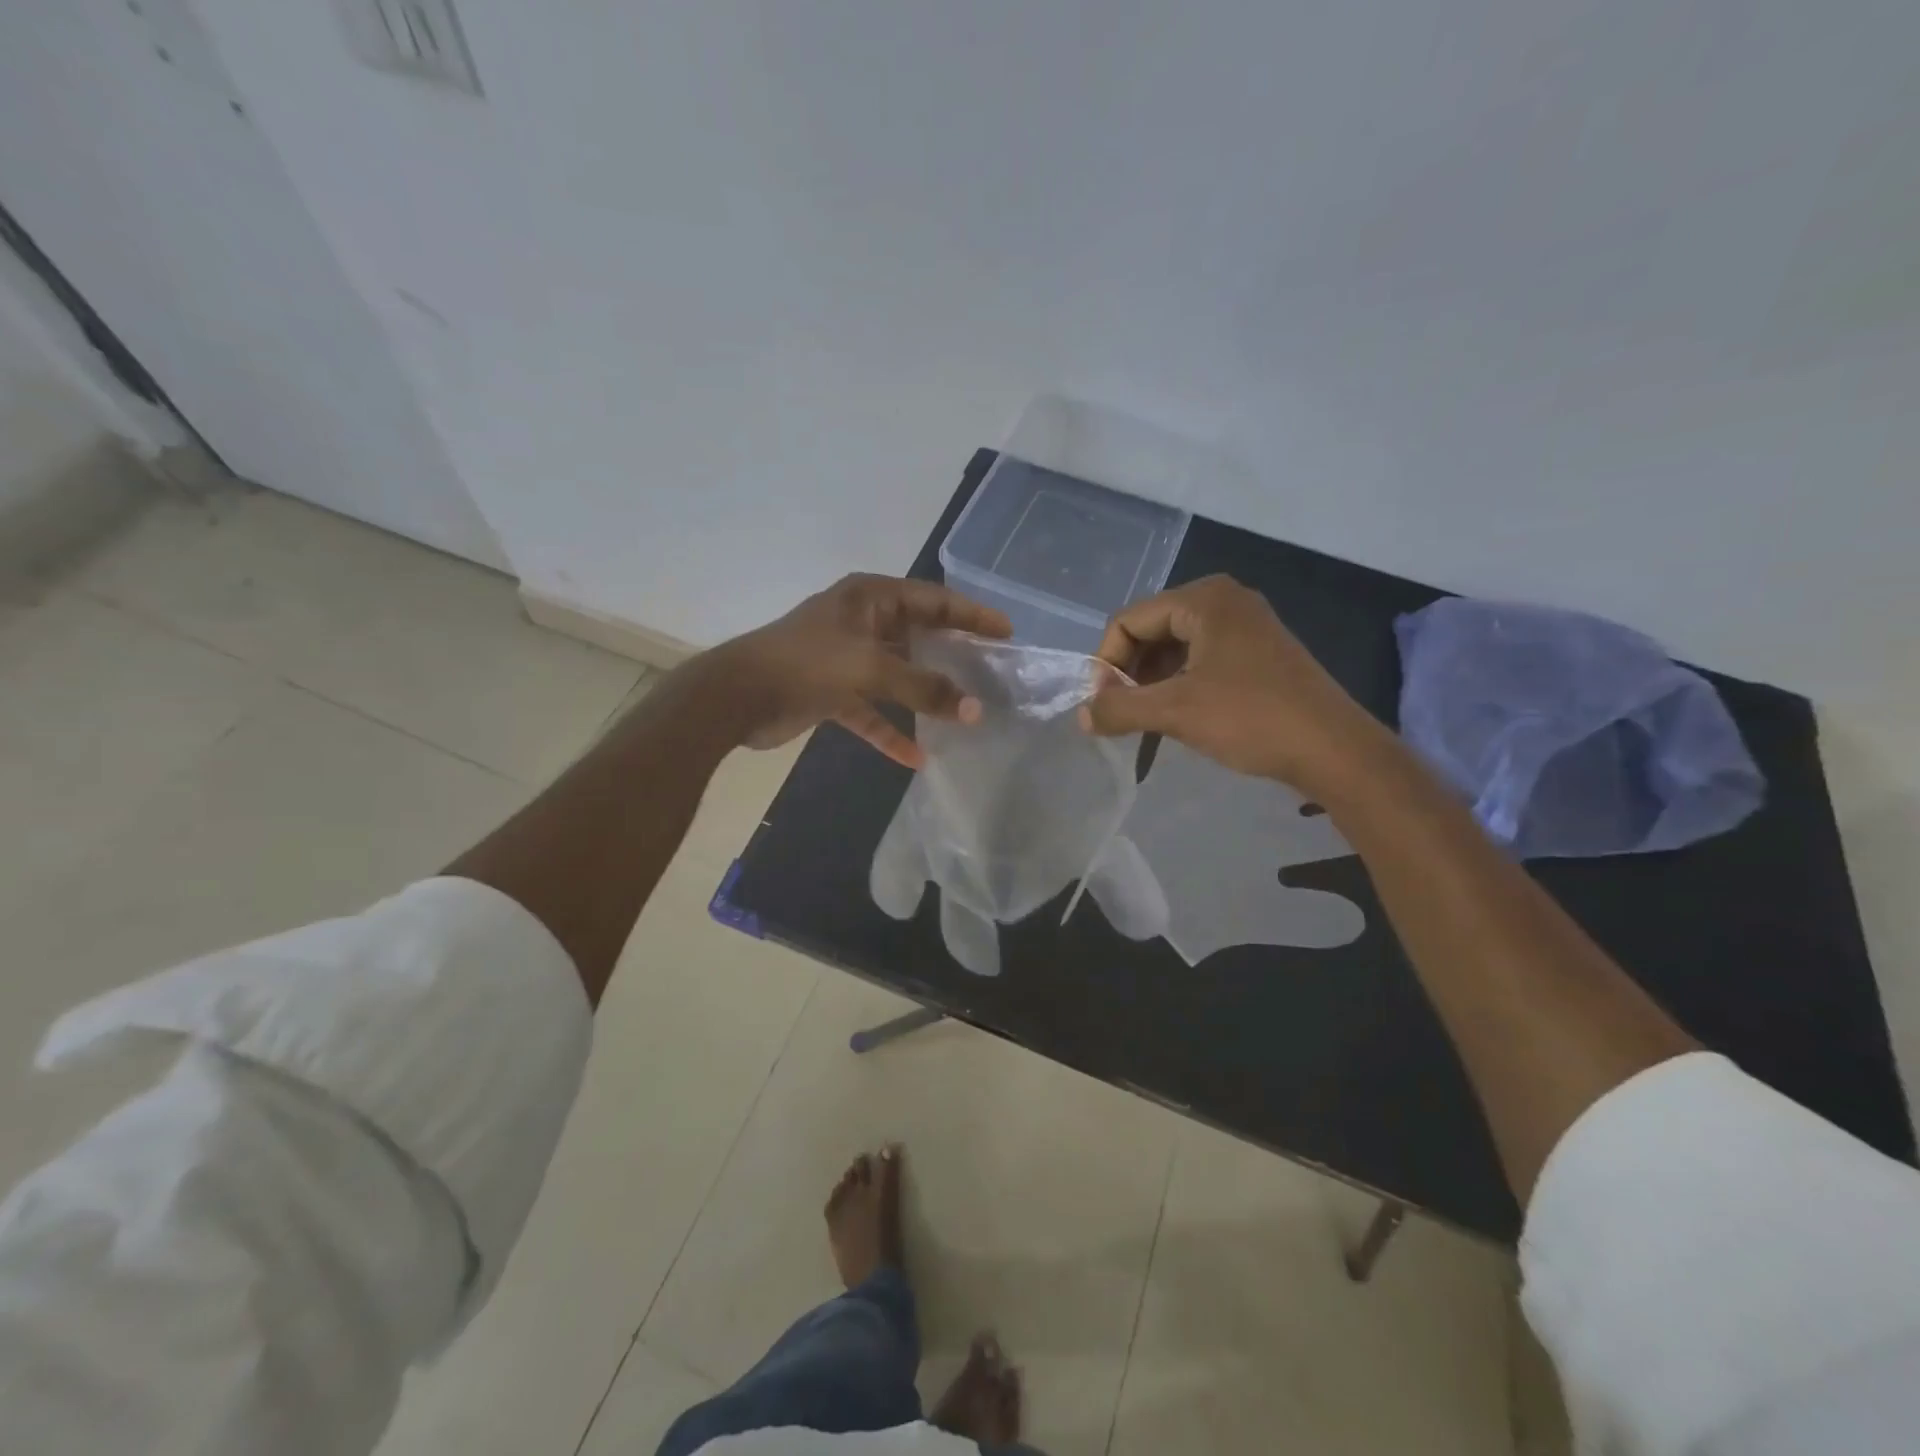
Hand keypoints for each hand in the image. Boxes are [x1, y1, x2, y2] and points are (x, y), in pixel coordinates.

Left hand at [704, 574, 1010, 768]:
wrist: (735, 696)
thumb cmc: (805, 664)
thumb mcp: (870, 668)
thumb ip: (924, 688)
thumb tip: (976, 711)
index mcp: (870, 598)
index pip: (934, 600)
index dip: (971, 615)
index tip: (1006, 632)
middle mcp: (862, 622)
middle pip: (919, 636)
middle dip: (953, 655)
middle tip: (991, 672)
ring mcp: (846, 658)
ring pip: (898, 675)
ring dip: (925, 696)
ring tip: (965, 713)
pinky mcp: (833, 692)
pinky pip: (872, 711)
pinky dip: (891, 730)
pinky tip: (916, 757)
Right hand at [1079, 575, 1388, 791]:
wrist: (1335, 749)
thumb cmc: (1251, 718)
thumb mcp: (1175, 712)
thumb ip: (1119, 709)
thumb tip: (1081, 716)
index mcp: (1204, 599)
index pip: (1129, 621)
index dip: (1106, 663)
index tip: (1102, 706)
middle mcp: (1224, 600)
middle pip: (1151, 630)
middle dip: (1128, 673)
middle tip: (1121, 714)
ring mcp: (1245, 625)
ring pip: (1175, 647)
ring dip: (1151, 682)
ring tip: (1145, 720)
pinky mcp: (1258, 652)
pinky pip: (1201, 659)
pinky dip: (1179, 684)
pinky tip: (1176, 717)